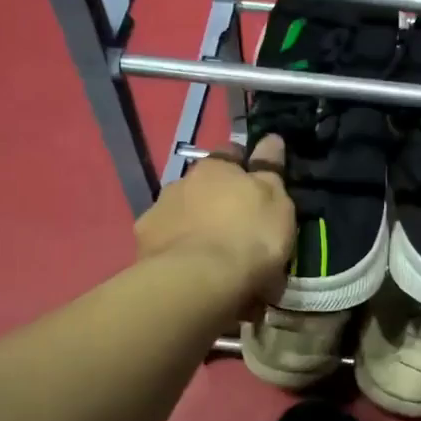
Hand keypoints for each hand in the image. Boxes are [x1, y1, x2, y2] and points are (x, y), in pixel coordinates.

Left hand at [134, 135, 295, 316]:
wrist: (198, 281)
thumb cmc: (248, 237)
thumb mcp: (276, 203)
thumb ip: (270, 170)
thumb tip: (271, 139)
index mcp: (216, 167)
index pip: (231, 153)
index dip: (243, 166)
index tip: (254, 185)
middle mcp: (182, 181)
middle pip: (203, 185)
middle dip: (216, 200)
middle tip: (235, 227)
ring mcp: (159, 211)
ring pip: (182, 212)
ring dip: (195, 225)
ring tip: (212, 254)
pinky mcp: (143, 243)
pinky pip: (166, 241)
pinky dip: (177, 250)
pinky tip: (189, 269)